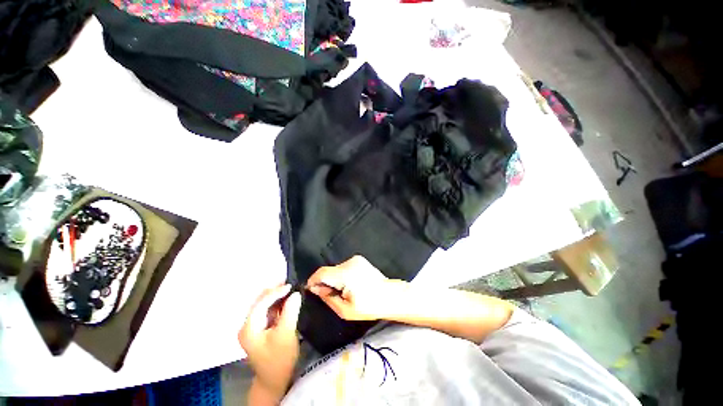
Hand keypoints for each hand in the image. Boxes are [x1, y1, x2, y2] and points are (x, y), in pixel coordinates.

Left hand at [238, 284, 301, 398]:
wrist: (274, 380)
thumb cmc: (279, 359)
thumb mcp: (286, 334)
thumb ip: (290, 311)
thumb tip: (296, 293)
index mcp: (249, 327)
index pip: (261, 303)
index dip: (276, 292)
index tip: (291, 286)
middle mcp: (247, 325)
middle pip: (260, 302)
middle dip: (275, 292)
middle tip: (291, 285)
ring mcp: (252, 328)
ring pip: (264, 306)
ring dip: (277, 298)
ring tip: (290, 290)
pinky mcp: (260, 330)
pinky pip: (268, 312)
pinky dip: (277, 305)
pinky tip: (286, 301)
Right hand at [306, 256, 401, 320]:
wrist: (390, 296)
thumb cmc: (369, 306)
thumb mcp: (345, 310)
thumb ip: (328, 298)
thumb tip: (317, 289)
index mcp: (345, 274)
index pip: (322, 272)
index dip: (313, 280)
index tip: (311, 289)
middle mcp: (350, 263)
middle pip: (329, 270)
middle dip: (325, 282)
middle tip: (329, 295)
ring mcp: (356, 259)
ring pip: (336, 269)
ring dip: (334, 279)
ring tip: (342, 292)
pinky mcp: (360, 260)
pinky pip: (344, 267)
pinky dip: (342, 275)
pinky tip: (350, 285)